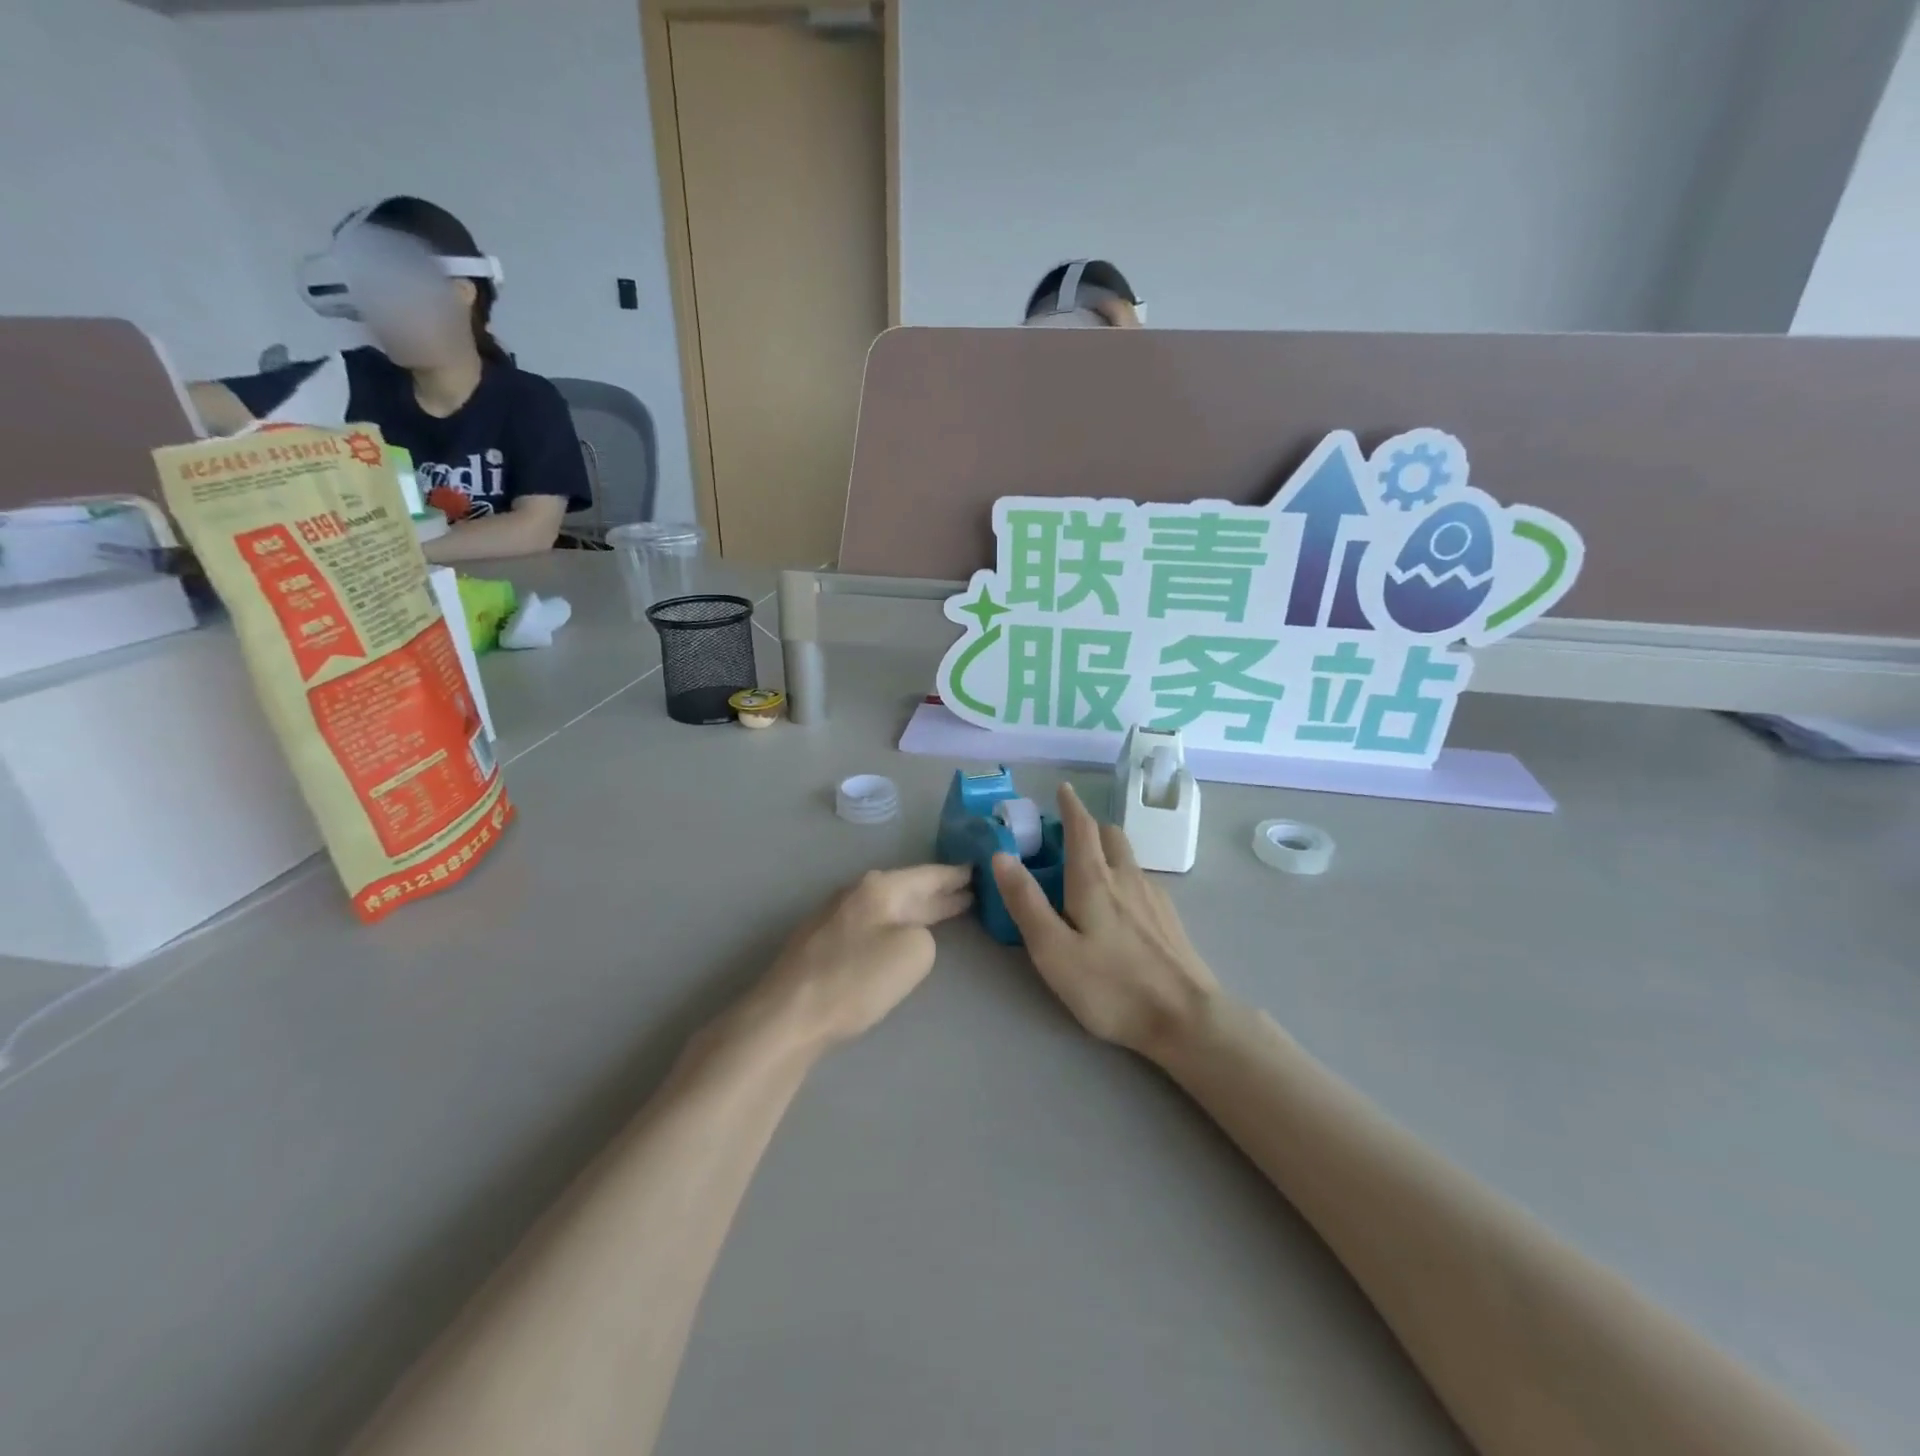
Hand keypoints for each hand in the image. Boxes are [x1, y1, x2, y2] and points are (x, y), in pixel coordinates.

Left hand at [749, 865, 972, 1049]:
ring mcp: (835, 916)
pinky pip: (872, 924)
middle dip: (939, 892)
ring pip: (888, 907)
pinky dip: (895, 925)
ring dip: (917, 909)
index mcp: (880, 887)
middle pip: (907, 889)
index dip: (955, 875)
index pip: (928, 875)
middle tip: (971, 891)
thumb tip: (907, 935)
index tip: (979, 870)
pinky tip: (900, 934)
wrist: (788, 1015)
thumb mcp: (914, 953)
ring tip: (944, 911)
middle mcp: (857, 893)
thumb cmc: (856, 979)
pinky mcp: (823, 943)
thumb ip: (925, 935)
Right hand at [992, 783, 1217, 1055]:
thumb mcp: (1053, 950)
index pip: (1081, 828)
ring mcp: (1154, 897)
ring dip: (1107, 849)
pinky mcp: (1169, 919)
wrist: (1187, 1019)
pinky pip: (1141, 881)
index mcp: (1094, 880)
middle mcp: (1127, 878)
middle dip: (1089, 826)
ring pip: (1128, 857)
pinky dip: (1123, 875)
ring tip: (1089, 867)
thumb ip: (1026, 902)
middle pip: (1110, 835)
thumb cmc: (1111, 986)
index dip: (1070, 805)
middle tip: (1068, 834)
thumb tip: (1001, 855)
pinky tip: (1119, 905)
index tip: (1063, 788)